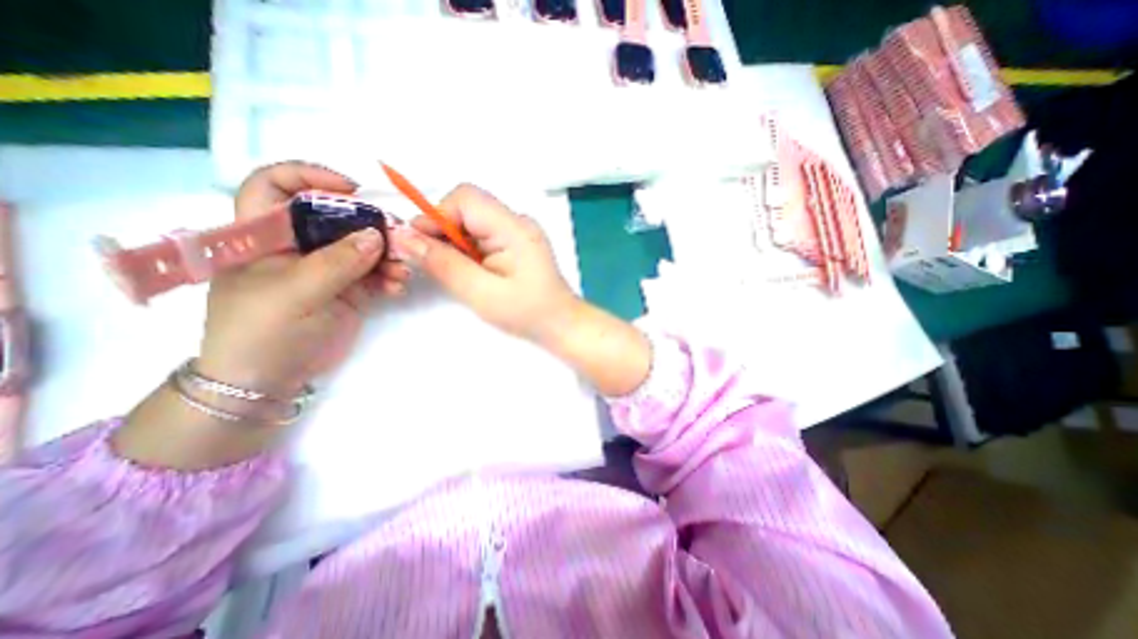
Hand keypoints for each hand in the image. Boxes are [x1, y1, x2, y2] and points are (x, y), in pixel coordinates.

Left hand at [196, 163, 413, 393]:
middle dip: (369, 225)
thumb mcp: (295, 293)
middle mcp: (299, 244)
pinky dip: (390, 277)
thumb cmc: (263, 331)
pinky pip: (375, 273)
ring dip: (388, 256)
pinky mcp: (350, 288)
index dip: (310, 177)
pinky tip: (398, 287)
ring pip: (363, 247)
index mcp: (265, 234)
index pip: (276, 186)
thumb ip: (337, 262)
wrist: (270, 379)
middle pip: (337, 218)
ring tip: (402, 272)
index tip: (351, 189)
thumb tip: (376, 234)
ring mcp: (328, 267)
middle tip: (397, 237)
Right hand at [397, 182, 579, 342]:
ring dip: (455, 243)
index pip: (466, 199)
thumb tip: (404, 238)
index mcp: (514, 228)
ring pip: (472, 222)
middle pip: (468, 207)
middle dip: (444, 231)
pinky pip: (483, 235)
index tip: (420, 245)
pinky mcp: (516, 243)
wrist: (561, 324)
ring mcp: (519, 232)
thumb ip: (443, 263)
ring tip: (460, 273)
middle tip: (437, 264)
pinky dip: (469, 249)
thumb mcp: (481, 292)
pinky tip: (472, 271)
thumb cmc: (527, 313)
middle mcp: (518, 222)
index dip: (436, 216)